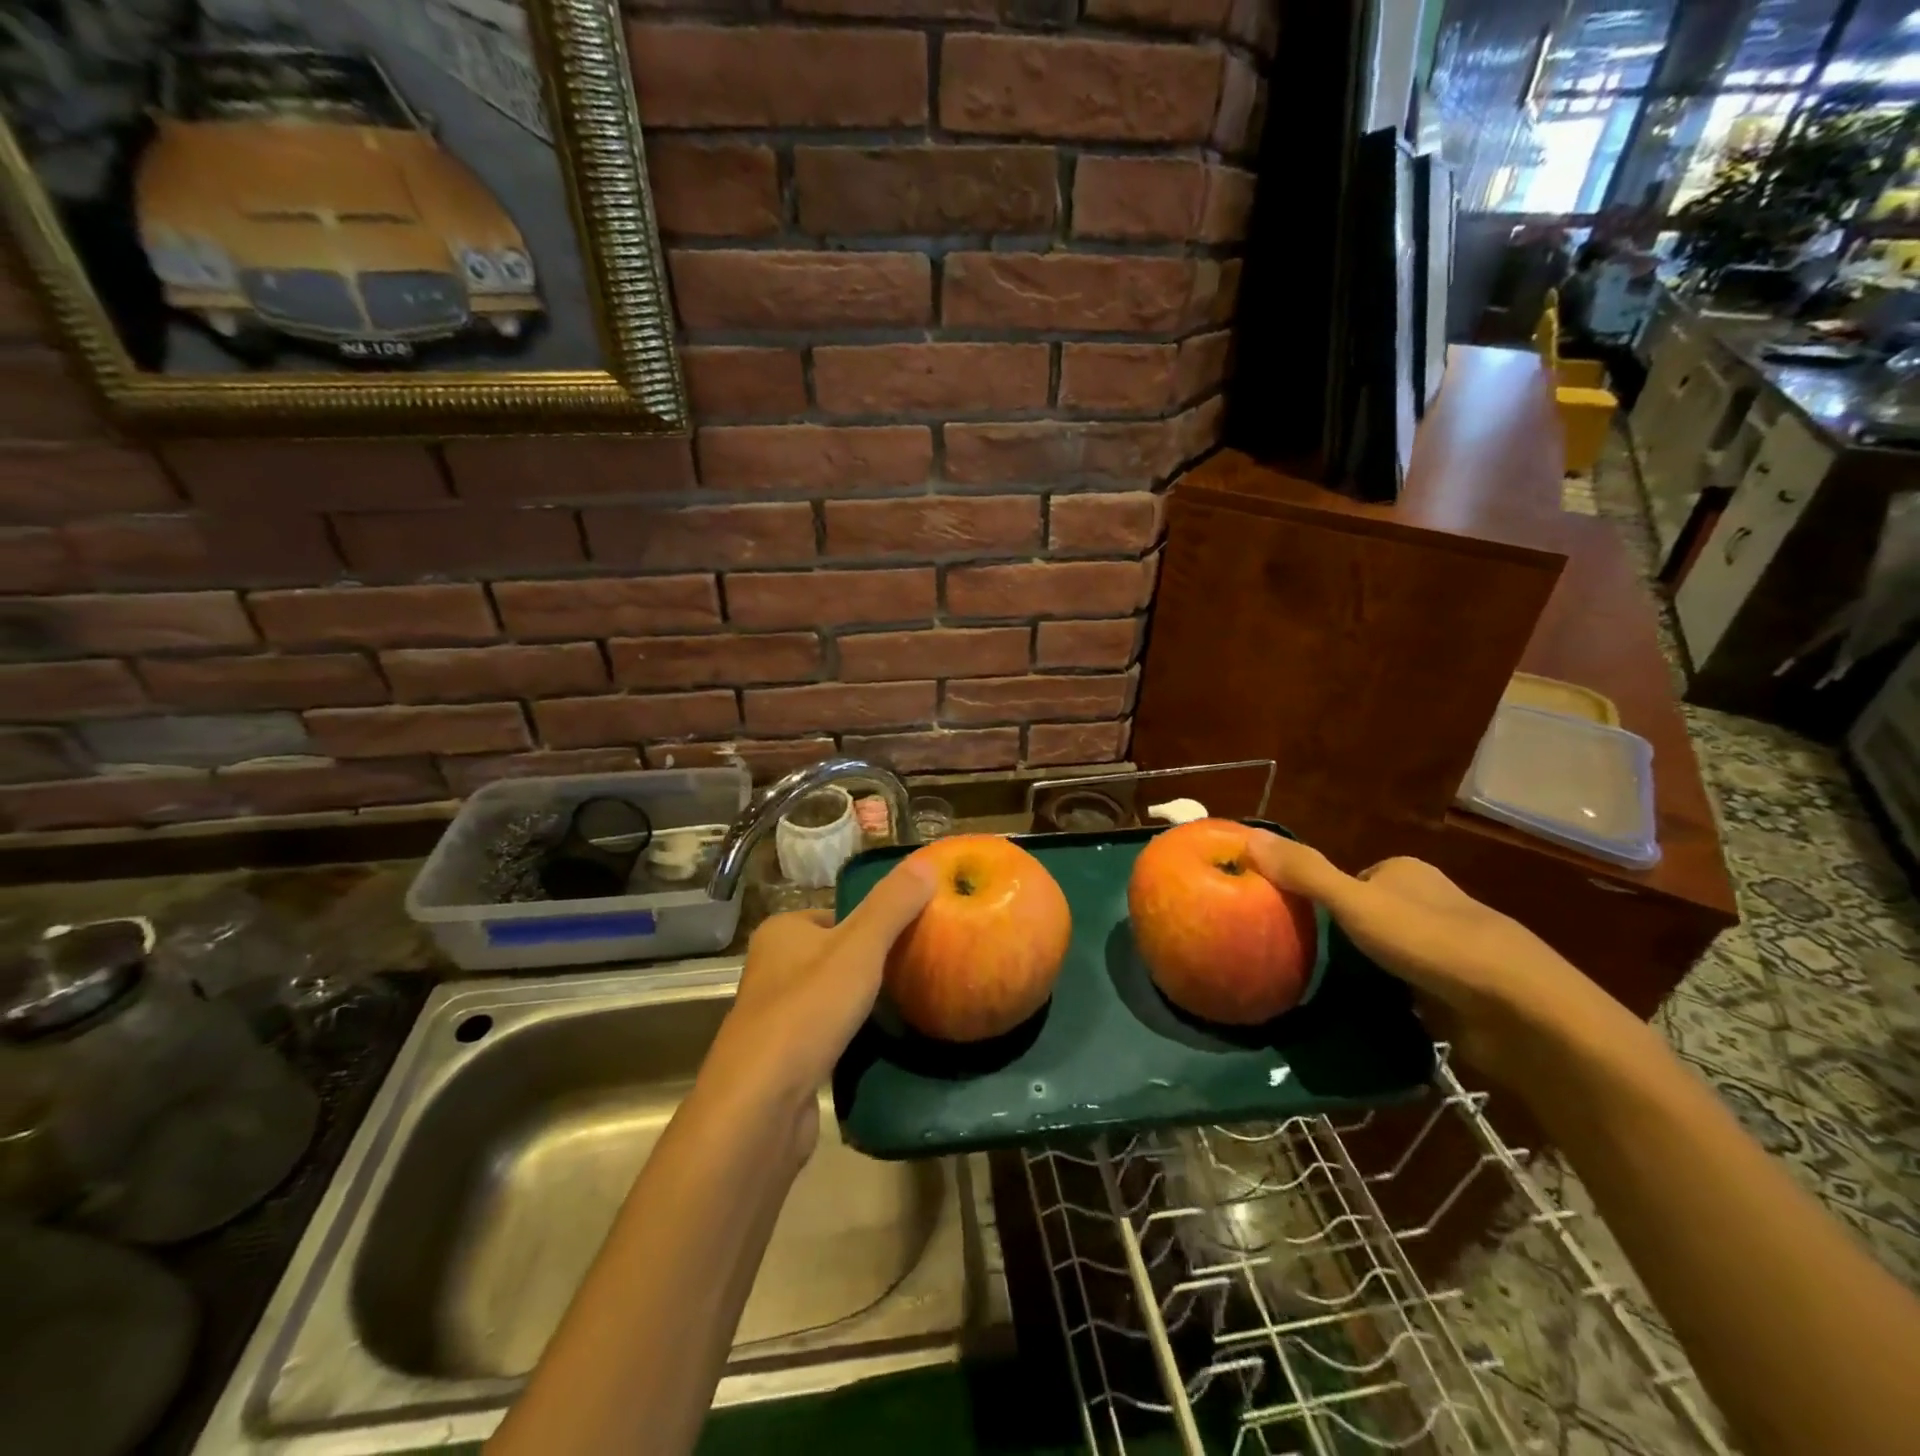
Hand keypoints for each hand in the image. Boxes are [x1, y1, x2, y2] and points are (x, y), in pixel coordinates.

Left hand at [703, 859, 934, 1154]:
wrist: (760, 1106)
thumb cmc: (808, 1010)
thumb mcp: (859, 947)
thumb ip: (892, 904)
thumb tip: (928, 861)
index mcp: (781, 931)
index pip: (837, 914)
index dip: (875, 922)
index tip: (913, 934)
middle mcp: (771, 967)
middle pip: (835, 953)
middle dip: (871, 963)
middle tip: (916, 968)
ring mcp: (774, 1015)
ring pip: (830, 995)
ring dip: (859, 1001)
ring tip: (903, 1004)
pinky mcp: (782, 1057)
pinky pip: (825, 1032)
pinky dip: (848, 1034)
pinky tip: (874, 1042)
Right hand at [1245, 832, 1625, 1087]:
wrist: (1520, 1011)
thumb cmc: (1432, 943)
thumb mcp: (1355, 902)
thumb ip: (1304, 872)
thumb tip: (1247, 836)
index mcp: (1406, 873)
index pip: (1347, 878)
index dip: (1316, 898)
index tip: (1287, 923)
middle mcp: (1429, 902)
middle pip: (1365, 914)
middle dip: (1338, 936)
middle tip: (1299, 960)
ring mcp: (1448, 947)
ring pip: (1386, 952)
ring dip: (1363, 969)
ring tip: (1324, 990)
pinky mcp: (1459, 990)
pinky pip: (1408, 986)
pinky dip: (1388, 996)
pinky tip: (1367, 1012)